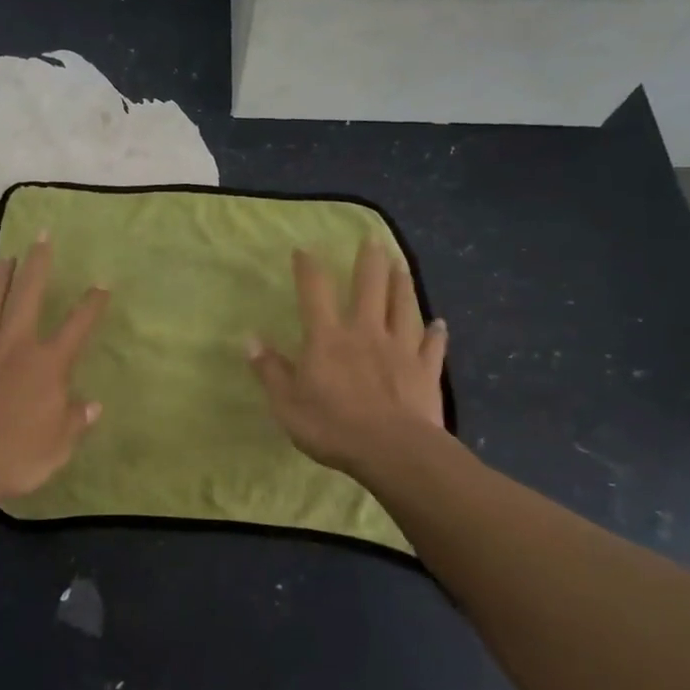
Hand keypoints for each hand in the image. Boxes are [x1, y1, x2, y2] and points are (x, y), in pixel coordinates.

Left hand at [0, 235, 109, 500]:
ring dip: (3, 272)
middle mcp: (16, 342)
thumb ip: (75, 420)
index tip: (101, 284)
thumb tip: (92, 404)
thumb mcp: (57, 447)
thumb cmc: (13, 457)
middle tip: (42, 236)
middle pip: (30, 291)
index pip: (78, 325)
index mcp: (48, 364)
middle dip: (39, 261)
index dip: (92, 303)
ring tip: (9, 258)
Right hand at [247, 239, 448, 481]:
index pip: (315, 292)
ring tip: (401, 264)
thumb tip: (249, 339)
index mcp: (328, 338)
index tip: (304, 249)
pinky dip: (436, 333)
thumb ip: (270, 370)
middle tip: (373, 239)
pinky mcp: (426, 370)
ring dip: (402, 284)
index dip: (308, 268)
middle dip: (369, 261)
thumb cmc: (332, 426)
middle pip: (369, 287)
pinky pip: (432, 345)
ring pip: (403, 307)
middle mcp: (365, 332)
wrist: (393, 450)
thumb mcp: (286, 404)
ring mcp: (400, 348)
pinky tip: (440, 323)